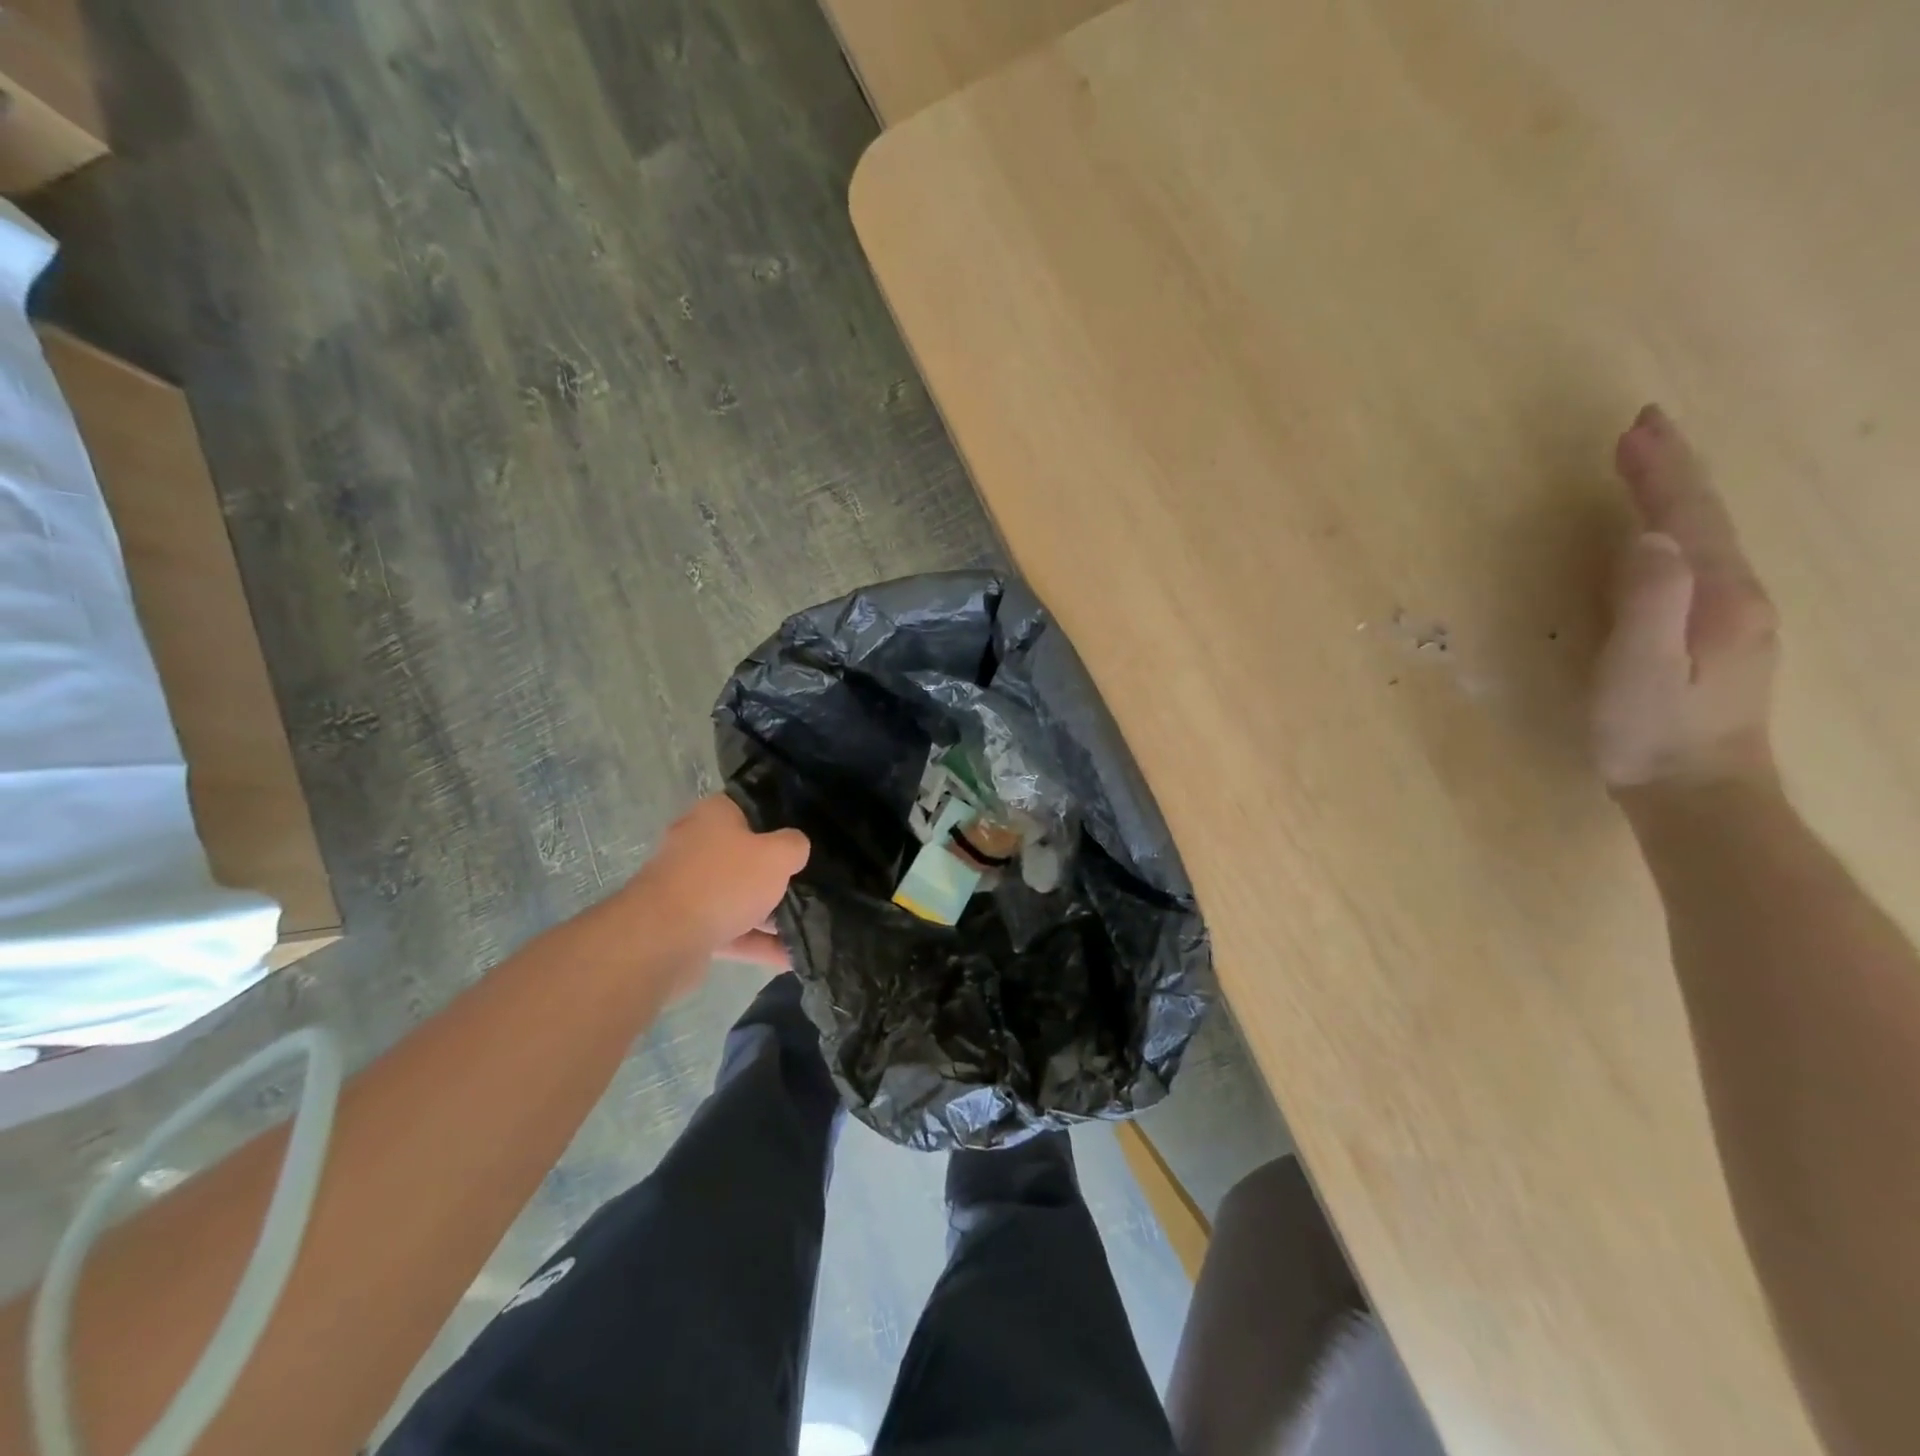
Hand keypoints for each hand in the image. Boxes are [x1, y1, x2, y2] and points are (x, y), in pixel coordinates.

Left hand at [630, 795, 808, 975]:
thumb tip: (796, 846)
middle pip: (745, 855)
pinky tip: (790, 957)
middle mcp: (697, 846)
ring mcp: (688, 888)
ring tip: (809, 925)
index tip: (805, 835)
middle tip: (811, 881)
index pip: (751, 806)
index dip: (779, 818)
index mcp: (714, 816)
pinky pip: (730, 931)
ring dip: (770, 914)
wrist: (662, 940)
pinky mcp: (685, 927)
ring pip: (738, 896)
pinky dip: (757, 943)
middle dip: (776, 872)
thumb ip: (794, 845)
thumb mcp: (777, 855)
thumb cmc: (724, 881)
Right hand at [1592, 405, 1780, 789]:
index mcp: (1716, 597)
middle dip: (1671, 471)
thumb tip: (1648, 537)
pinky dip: (1675, 532)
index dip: (1660, 472)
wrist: (1697, 792)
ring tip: (1646, 468)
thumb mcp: (1640, 668)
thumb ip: (1647, 602)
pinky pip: (1695, 564)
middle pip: (1703, 519)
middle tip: (1641, 431)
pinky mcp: (1712, 637)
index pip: (1686, 518)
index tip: (1636, 428)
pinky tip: (1660, 536)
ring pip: (1703, 538)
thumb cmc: (1653, 733)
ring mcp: (1729, 618)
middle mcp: (1734, 596)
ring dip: (1673, 497)